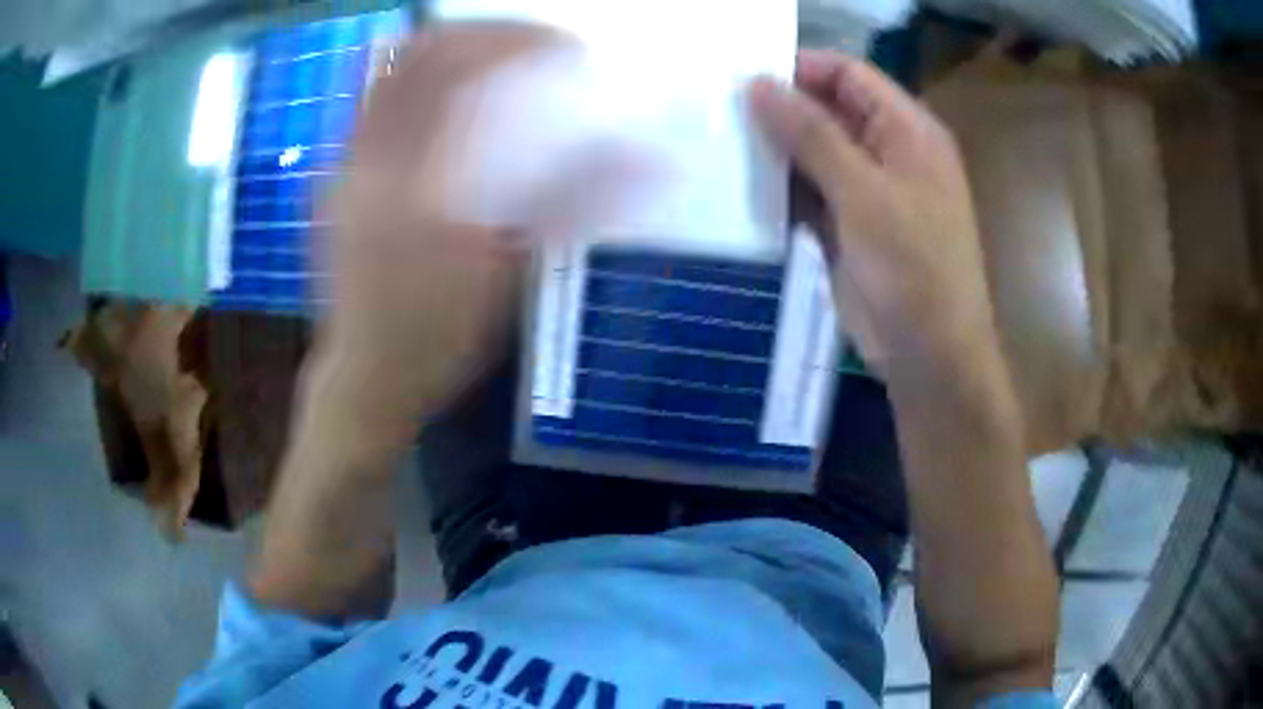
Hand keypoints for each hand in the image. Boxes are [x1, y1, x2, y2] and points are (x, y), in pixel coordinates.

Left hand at [310, 23, 574, 442]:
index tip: (566, 50)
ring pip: (385, 71)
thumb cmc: (439, 340)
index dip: (517, 41)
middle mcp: (367, 159)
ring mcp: (342, 166)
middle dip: (481, 33)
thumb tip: (652, 158)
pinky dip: (417, 81)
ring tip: (494, 59)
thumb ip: (575, 204)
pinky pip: (372, 103)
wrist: (363, 380)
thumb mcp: (510, 277)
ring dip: (446, 50)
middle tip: (530, 42)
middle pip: (415, 53)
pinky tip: (450, 101)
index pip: (459, 69)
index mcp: (412, 182)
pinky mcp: (334, 178)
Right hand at [750, 51, 995, 371]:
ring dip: (776, 151)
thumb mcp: (864, 194)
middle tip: (719, 112)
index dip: (799, 69)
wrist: (930, 356)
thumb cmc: (913, 270)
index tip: (742, 79)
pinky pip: (810, 192)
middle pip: (829, 110)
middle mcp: (889, 150)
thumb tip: (759, 84)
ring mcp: (868, 190)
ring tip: (720, 144)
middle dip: (781, 110)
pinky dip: (781, 190)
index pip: (849, 74)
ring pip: (814, 151)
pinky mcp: (849, 225)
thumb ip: (812, 134)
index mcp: (908, 130)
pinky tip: (742, 188)